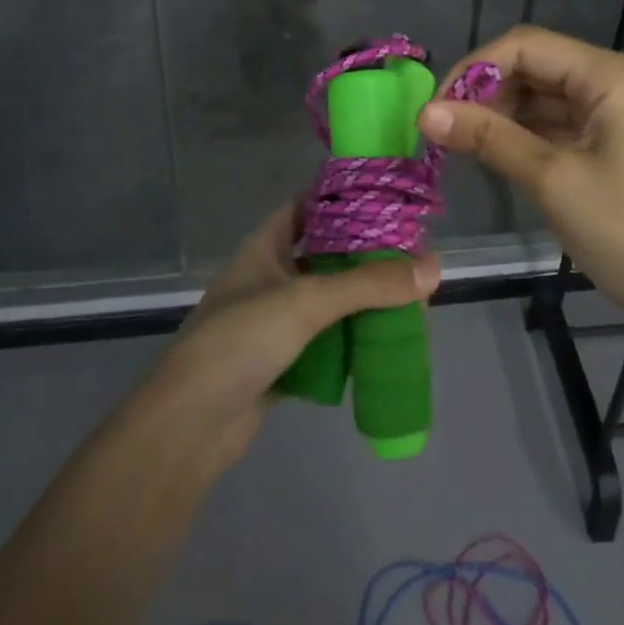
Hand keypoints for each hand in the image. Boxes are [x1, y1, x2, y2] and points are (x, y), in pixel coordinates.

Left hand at [146, 204, 440, 475]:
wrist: (189, 426)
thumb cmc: (241, 341)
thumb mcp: (307, 301)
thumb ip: (370, 284)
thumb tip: (434, 267)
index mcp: (264, 247)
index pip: (307, 206)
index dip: (343, 199)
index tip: (389, 200)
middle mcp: (269, 277)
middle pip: (325, 255)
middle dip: (365, 257)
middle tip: (412, 257)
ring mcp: (273, 321)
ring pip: (328, 301)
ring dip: (363, 301)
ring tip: (410, 298)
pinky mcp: (281, 361)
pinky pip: (326, 341)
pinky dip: (352, 340)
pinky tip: (385, 340)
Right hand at [419, 25, 623, 336]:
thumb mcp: (551, 180)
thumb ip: (487, 137)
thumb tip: (425, 113)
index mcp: (613, 75)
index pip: (527, 45)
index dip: (474, 68)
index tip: (437, 108)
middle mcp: (621, 78)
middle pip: (538, 65)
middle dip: (488, 92)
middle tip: (447, 131)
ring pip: (548, 93)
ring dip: (505, 113)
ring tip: (466, 145)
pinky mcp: (622, 136)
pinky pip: (565, 119)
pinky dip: (530, 131)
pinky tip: (500, 152)